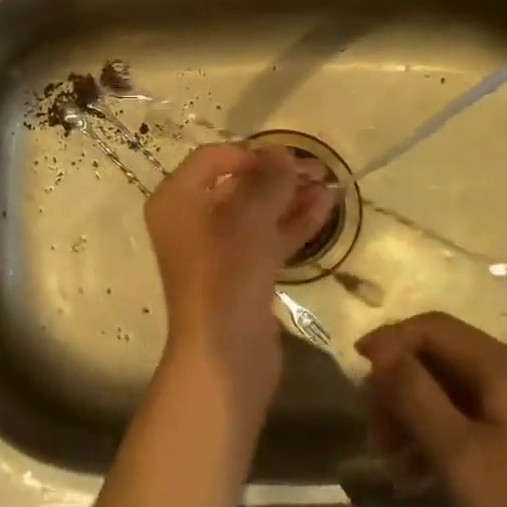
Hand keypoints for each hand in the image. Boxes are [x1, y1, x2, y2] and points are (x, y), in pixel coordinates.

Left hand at [145, 144, 335, 407]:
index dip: (250, 154)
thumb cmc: (226, 274)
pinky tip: (326, 210)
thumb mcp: (249, 219)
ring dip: (290, 199)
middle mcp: (190, 220)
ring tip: (330, 187)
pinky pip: (266, 238)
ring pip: (256, 213)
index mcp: (176, 199)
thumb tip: (281, 152)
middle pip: (236, 185)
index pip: (212, 158)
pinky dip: (292, 224)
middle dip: (276, 177)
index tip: (286, 158)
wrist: (224, 354)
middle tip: (318, 170)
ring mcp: (216, 250)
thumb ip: (268, 180)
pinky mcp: (240, 274)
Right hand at [355, 313, 506, 506]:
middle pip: (442, 359)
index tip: (355, 369)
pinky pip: (472, 421)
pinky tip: (417, 476)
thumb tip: (380, 350)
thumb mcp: (456, 452)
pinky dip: (440, 437)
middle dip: (400, 386)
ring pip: (454, 392)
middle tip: (371, 427)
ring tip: (389, 457)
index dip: (390, 342)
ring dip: (414, 415)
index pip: (434, 328)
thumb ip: (413, 391)